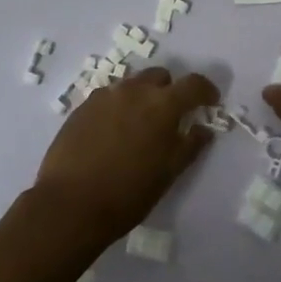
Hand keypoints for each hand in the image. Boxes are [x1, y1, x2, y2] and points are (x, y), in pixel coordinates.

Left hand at [32, 67, 218, 255]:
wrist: (70, 204)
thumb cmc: (128, 192)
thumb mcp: (169, 173)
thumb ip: (190, 145)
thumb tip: (203, 129)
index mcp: (162, 105)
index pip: (193, 84)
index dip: (206, 91)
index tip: (210, 102)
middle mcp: (134, 90)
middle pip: (160, 77)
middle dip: (170, 91)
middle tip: (171, 117)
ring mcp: (105, 96)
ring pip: (132, 85)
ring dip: (142, 97)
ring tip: (139, 126)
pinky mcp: (82, 107)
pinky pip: (109, 97)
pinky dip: (119, 107)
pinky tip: (113, 133)